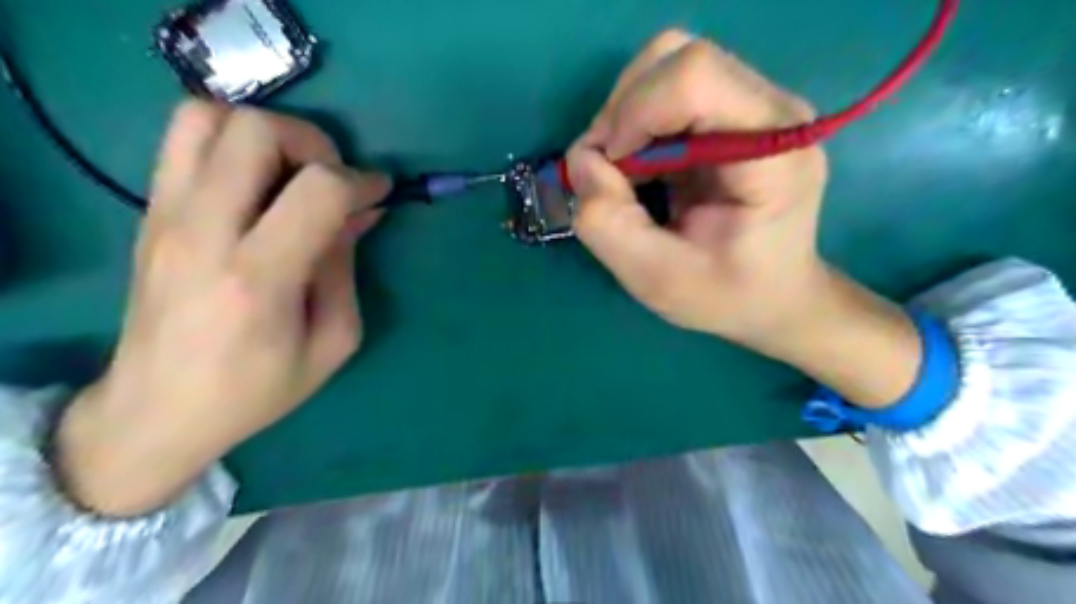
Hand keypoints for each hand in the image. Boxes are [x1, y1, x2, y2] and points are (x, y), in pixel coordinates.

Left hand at [57, 98, 388, 513]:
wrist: (156, 409)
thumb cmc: (256, 388)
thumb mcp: (332, 342)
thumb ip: (345, 269)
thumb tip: (360, 212)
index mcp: (259, 277)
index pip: (318, 189)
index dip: (361, 181)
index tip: (379, 194)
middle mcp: (204, 231)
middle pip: (257, 130)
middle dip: (313, 142)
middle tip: (332, 179)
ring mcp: (166, 215)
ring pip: (207, 117)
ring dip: (265, 133)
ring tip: (291, 172)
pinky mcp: (149, 212)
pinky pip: (184, 139)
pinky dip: (231, 141)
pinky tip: (256, 183)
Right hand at [572, 30, 824, 344]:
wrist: (775, 298)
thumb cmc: (726, 296)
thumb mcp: (657, 279)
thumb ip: (608, 223)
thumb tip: (580, 161)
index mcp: (772, 150)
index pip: (695, 77)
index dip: (633, 113)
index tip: (610, 169)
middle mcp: (773, 110)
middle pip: (677, 57)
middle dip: (622, 111)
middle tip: (609, 171)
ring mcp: (756, 106)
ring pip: (668, 65)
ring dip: (625, 116)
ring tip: (625, 172)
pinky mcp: (735, 113)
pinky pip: (669, 90)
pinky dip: (636, 124)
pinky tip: (642, 167)